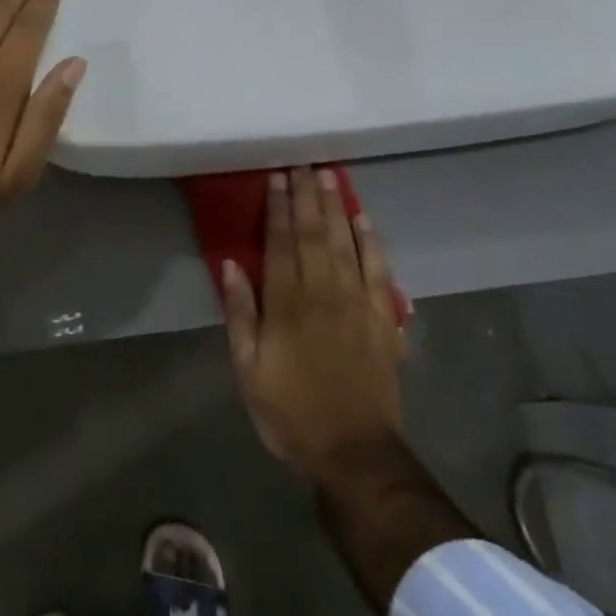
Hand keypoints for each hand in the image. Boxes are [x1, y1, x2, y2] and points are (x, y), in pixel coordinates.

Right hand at [221, 169, 411, 489]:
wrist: (354, 453)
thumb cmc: (290, 411)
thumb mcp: (248, 369)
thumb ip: (240, 314)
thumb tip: (231, 265)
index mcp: (287, 305)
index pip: (281, 243)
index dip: (277, 207)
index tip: (275, 176)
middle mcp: (324, 294)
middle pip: (315, 234)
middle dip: (306, 196)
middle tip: (302, 162)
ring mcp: (359, 304)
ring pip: (346, 243)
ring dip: (336, 207)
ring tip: (329, 175)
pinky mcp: (384, 319)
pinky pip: (379, 271)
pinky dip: (372, 242)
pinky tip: (364, 219)